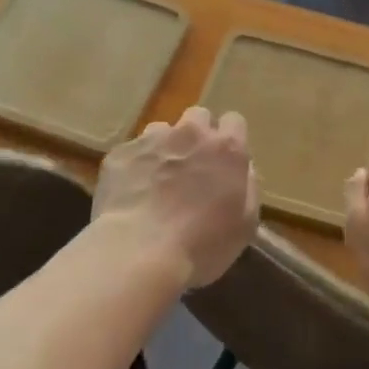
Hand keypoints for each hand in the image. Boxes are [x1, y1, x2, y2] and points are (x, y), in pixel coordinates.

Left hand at [93, 107, 259, 289]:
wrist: (140, 252)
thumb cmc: (202, 244)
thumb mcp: (245, 224)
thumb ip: (248, 186)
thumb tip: (242, 169)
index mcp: (226, 148)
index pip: (234, 121)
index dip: (229, 139)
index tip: (224, 161)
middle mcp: (191, 133)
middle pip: (198, 116)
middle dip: (198, 135)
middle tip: (193, 167)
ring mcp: (152, 140)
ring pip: (162, 130)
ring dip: (165, 147)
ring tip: (158, 180)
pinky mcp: (120, 153)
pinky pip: (133, 151)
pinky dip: (136, 166)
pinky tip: (133, 193)